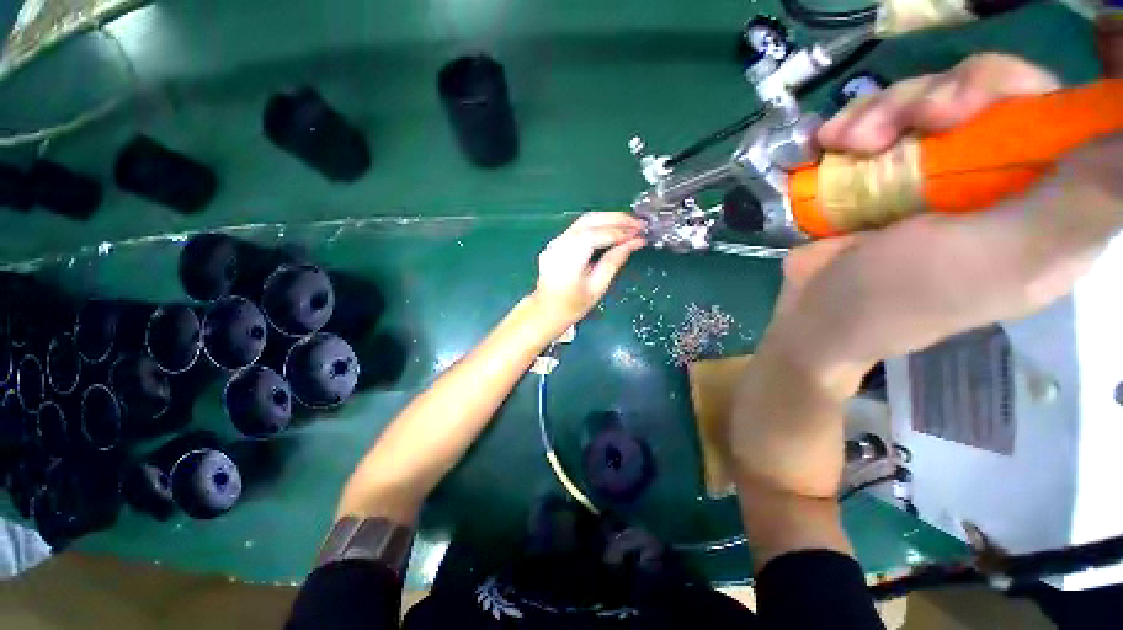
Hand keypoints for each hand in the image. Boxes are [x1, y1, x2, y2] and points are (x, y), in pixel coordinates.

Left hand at [529, 212, 645, 334]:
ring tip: (629, 225)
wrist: (546, 312)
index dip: (620, 231)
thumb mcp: (597, 287)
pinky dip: (597, 226)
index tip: (640, 232)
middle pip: (590, 220)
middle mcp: (560, 244)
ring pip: (584, 221)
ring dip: (608, 219)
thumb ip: (614, 261)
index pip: (597, 235)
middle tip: (639, 224)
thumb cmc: (572, 306)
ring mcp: (556, 242)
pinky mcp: (556, 243)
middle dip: (616, 219)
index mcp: (569, 257)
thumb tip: (635, 242)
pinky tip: (611, 231)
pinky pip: (579, 228)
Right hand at [780, 53, 1122, 377]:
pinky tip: (830, 142)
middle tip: (914, 121)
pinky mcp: (891, 169)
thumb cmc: (899, 295)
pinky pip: (886, 115)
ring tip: (849, 142)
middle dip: (948, 93)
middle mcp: (1006, 178)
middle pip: (998, 92)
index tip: (978, 102)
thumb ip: (1079, 204)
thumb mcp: (997, 258)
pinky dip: (856, 120)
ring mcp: (943, 169)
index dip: (1035, 90)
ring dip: (888, 109)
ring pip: (935, 96)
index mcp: (1053, 207)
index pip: (1071, 118)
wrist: (812, 312)